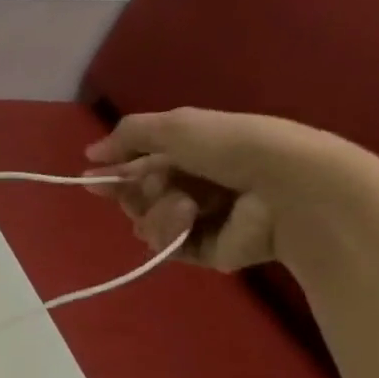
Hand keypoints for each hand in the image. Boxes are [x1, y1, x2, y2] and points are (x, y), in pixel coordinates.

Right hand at [84, 108, 369, 271]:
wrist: (287, 189)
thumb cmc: (236, 147)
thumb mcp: (177, 125)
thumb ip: (129, 135)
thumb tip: (90, 155)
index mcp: (198, 154)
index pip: (143, 166)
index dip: (117, 172)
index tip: (92, 179)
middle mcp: (198, 187)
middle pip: (140, 197)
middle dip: (137, 192)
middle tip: (153, 185)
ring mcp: (202, 221)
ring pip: (147, 223)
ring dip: (156, 212)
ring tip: (185, 205)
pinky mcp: (204, 252)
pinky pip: (165, 246)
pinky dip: (171, 232)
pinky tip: (190, 220)